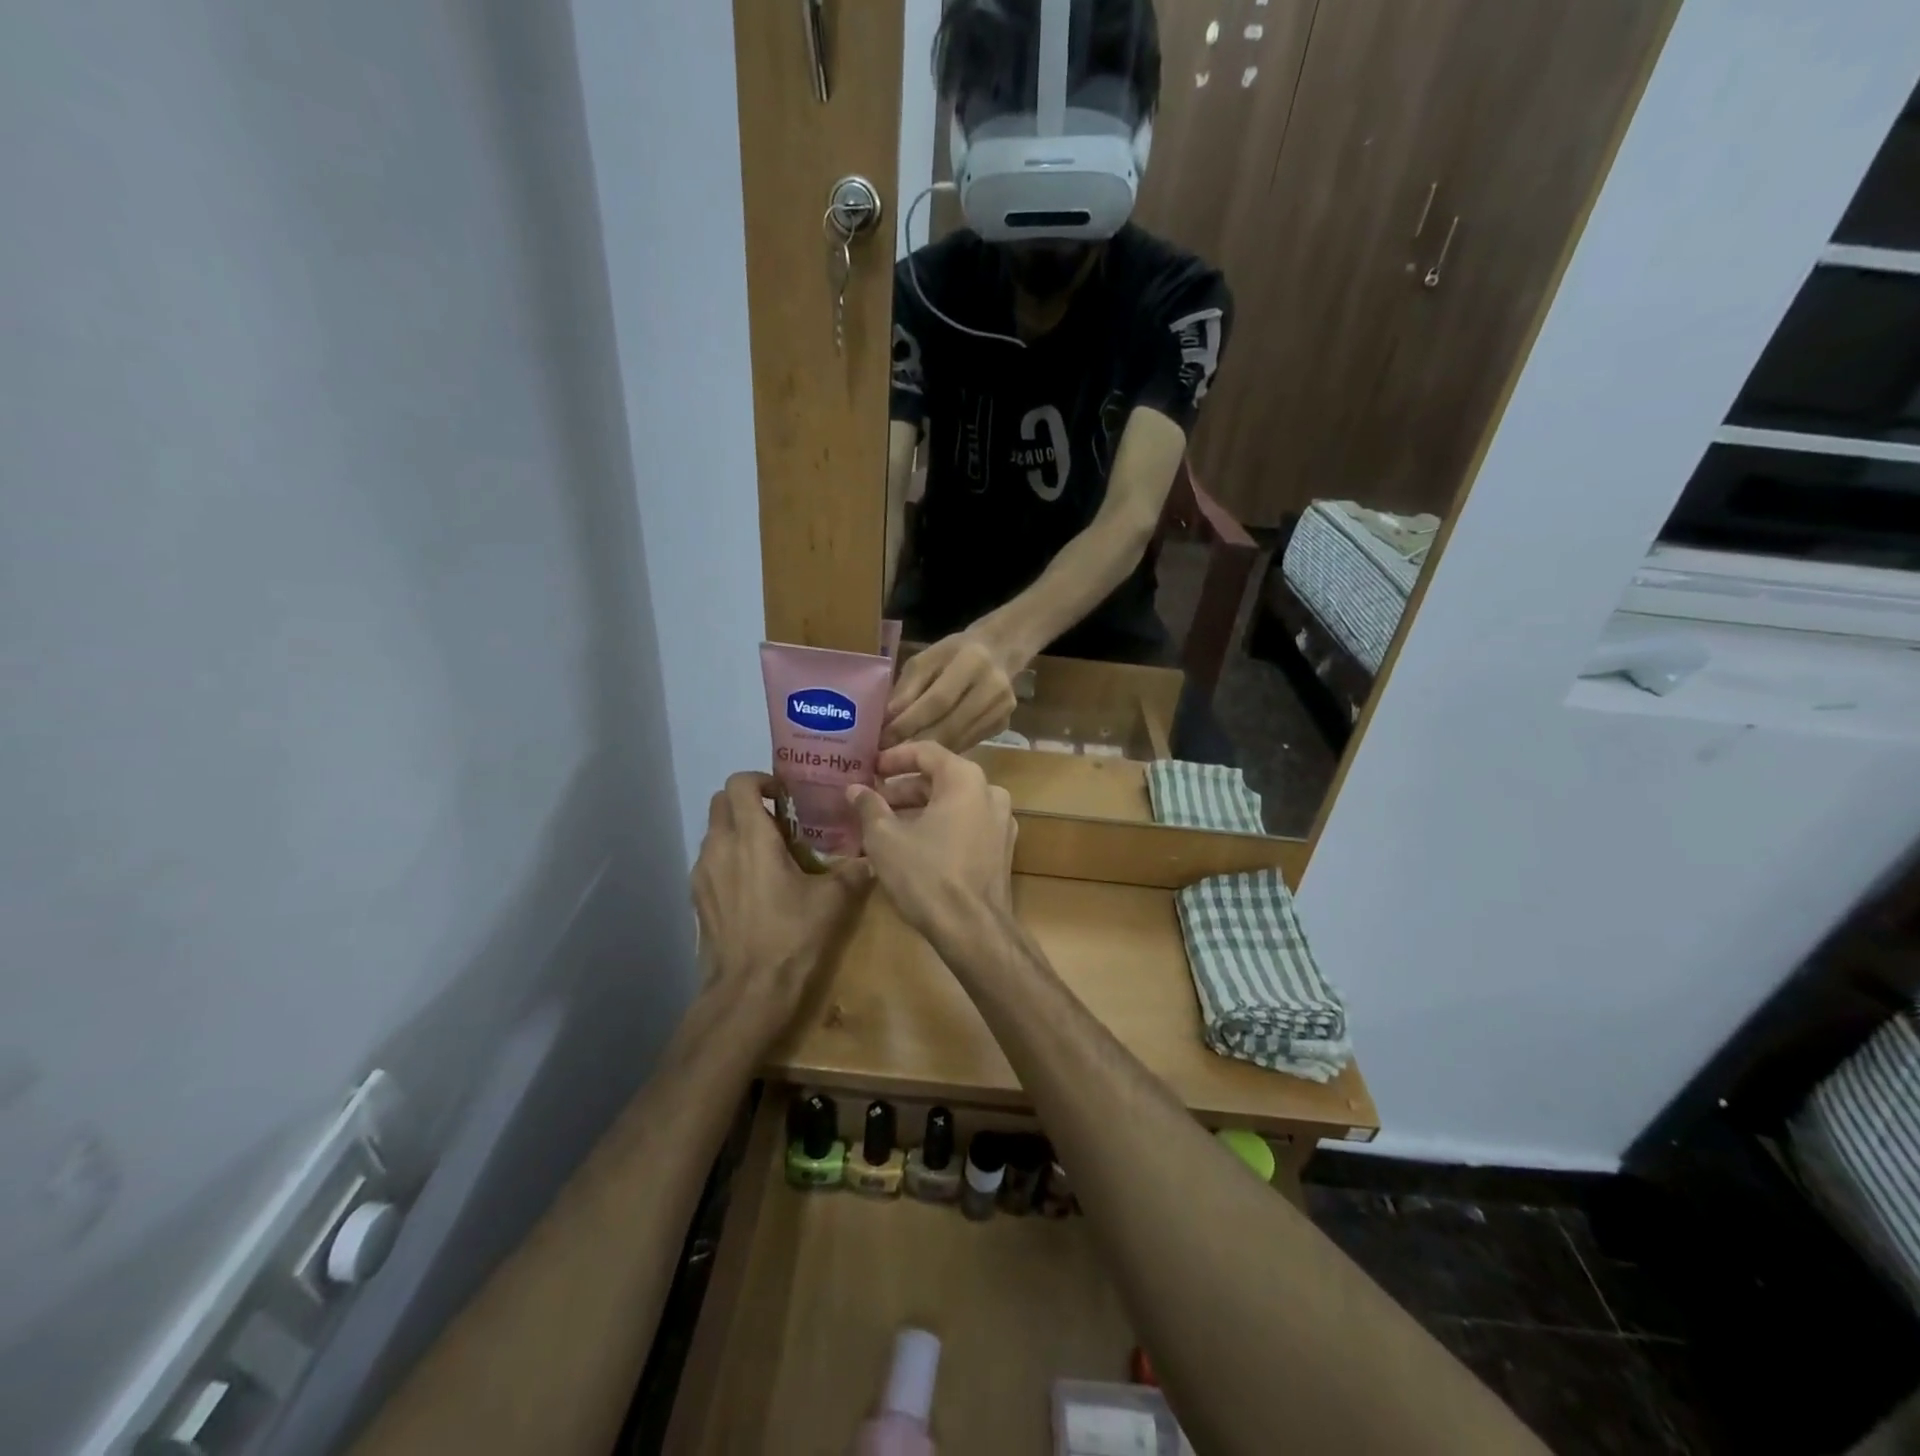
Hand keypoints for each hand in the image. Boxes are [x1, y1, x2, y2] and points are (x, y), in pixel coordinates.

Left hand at [691, 772, 870, 1045]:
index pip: (739, 783)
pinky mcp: (697, 899)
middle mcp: (719, 847)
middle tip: (782, 818)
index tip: (788, 795)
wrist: (748, 993)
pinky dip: (729, 857)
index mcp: (751, 838)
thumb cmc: (791, 938)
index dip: (762, 780)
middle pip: (721, 802)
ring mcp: (702, 874)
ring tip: (771, 851)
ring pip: (714, 832)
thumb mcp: (833, 901)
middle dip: (748, 801)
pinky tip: (756, 883)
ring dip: (739, 829)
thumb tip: (876, 854)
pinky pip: (711, 861)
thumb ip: (855, 870)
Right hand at [848, 742, 1015, 928]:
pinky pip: (966, 825)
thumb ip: (869, 806)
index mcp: (965, 779)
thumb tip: (855, 788)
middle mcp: (990, 792)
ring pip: (954, 804)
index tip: (870, 768)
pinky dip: (940, 826)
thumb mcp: (885, 839)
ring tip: (886, 824)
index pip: (927, 751)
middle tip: (873, 801)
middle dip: (904, 788)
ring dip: (920, 809)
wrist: (973, 929)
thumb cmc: (926, 874)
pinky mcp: (1001, 849)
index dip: (895, 758)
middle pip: (941, 778)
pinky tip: (914, 845)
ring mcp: (1001, 822)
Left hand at [882, 631, 1018, 750]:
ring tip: (902, 758)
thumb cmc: (954, 653)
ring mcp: (1002, 708)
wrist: (998, 651)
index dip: (908, 722)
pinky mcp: (1004, 724)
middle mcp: (993, 686)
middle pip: (950, 725)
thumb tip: (887, 722)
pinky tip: (928, 752)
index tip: (883, 739)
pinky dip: (945, 750)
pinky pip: (968, 743)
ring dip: (928, 751)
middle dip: (915, 742)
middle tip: (889, 756)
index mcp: (972, 661)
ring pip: (959, 740)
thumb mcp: (926, 659)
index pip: (937, 700)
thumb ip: (907, 689)